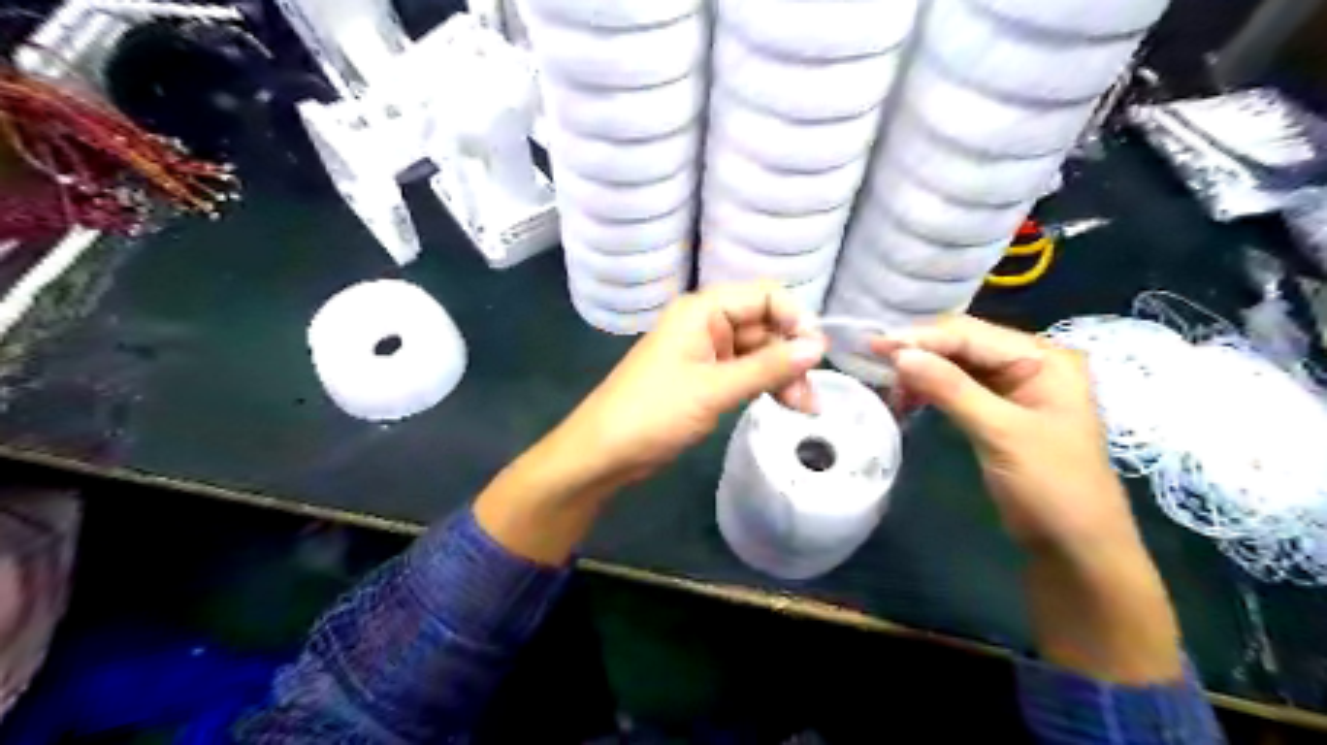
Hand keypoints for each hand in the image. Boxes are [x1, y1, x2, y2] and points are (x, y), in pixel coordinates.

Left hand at [563, 283, 826, 486]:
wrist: (605, 452)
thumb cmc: (655, 412)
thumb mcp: (715, 389)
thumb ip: (768, 367)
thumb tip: (819, 348)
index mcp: (703, 310)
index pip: (765, 296)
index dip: (795, 318)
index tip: (817, 353)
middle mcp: (706, 323)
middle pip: (765, 326)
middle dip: (792, 356)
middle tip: (812, 396)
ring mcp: (706, 352)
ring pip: (759, 352)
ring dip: (783, 375)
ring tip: (805, 410)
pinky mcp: (705, 378)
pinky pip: (745, 372)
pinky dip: (765, 386)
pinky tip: (786, 405)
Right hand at [879, 318, 1175, 684]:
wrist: (1075, 547)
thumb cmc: (1051, 486)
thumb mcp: (1000, 433)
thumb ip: (951, 389)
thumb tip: (900, 355)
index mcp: (1044, 359)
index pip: (972, 335)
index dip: (923, 338)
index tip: (877, 346)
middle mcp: (1029, 364)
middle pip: (963, 344)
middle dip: (920, 351)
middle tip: (874, 359)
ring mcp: (1014, 388)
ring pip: (957, 365)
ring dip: (922, 370)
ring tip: (888, 382)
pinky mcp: (998, 411)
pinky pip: (958, 388)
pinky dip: (931, 389)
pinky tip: (908, 397)